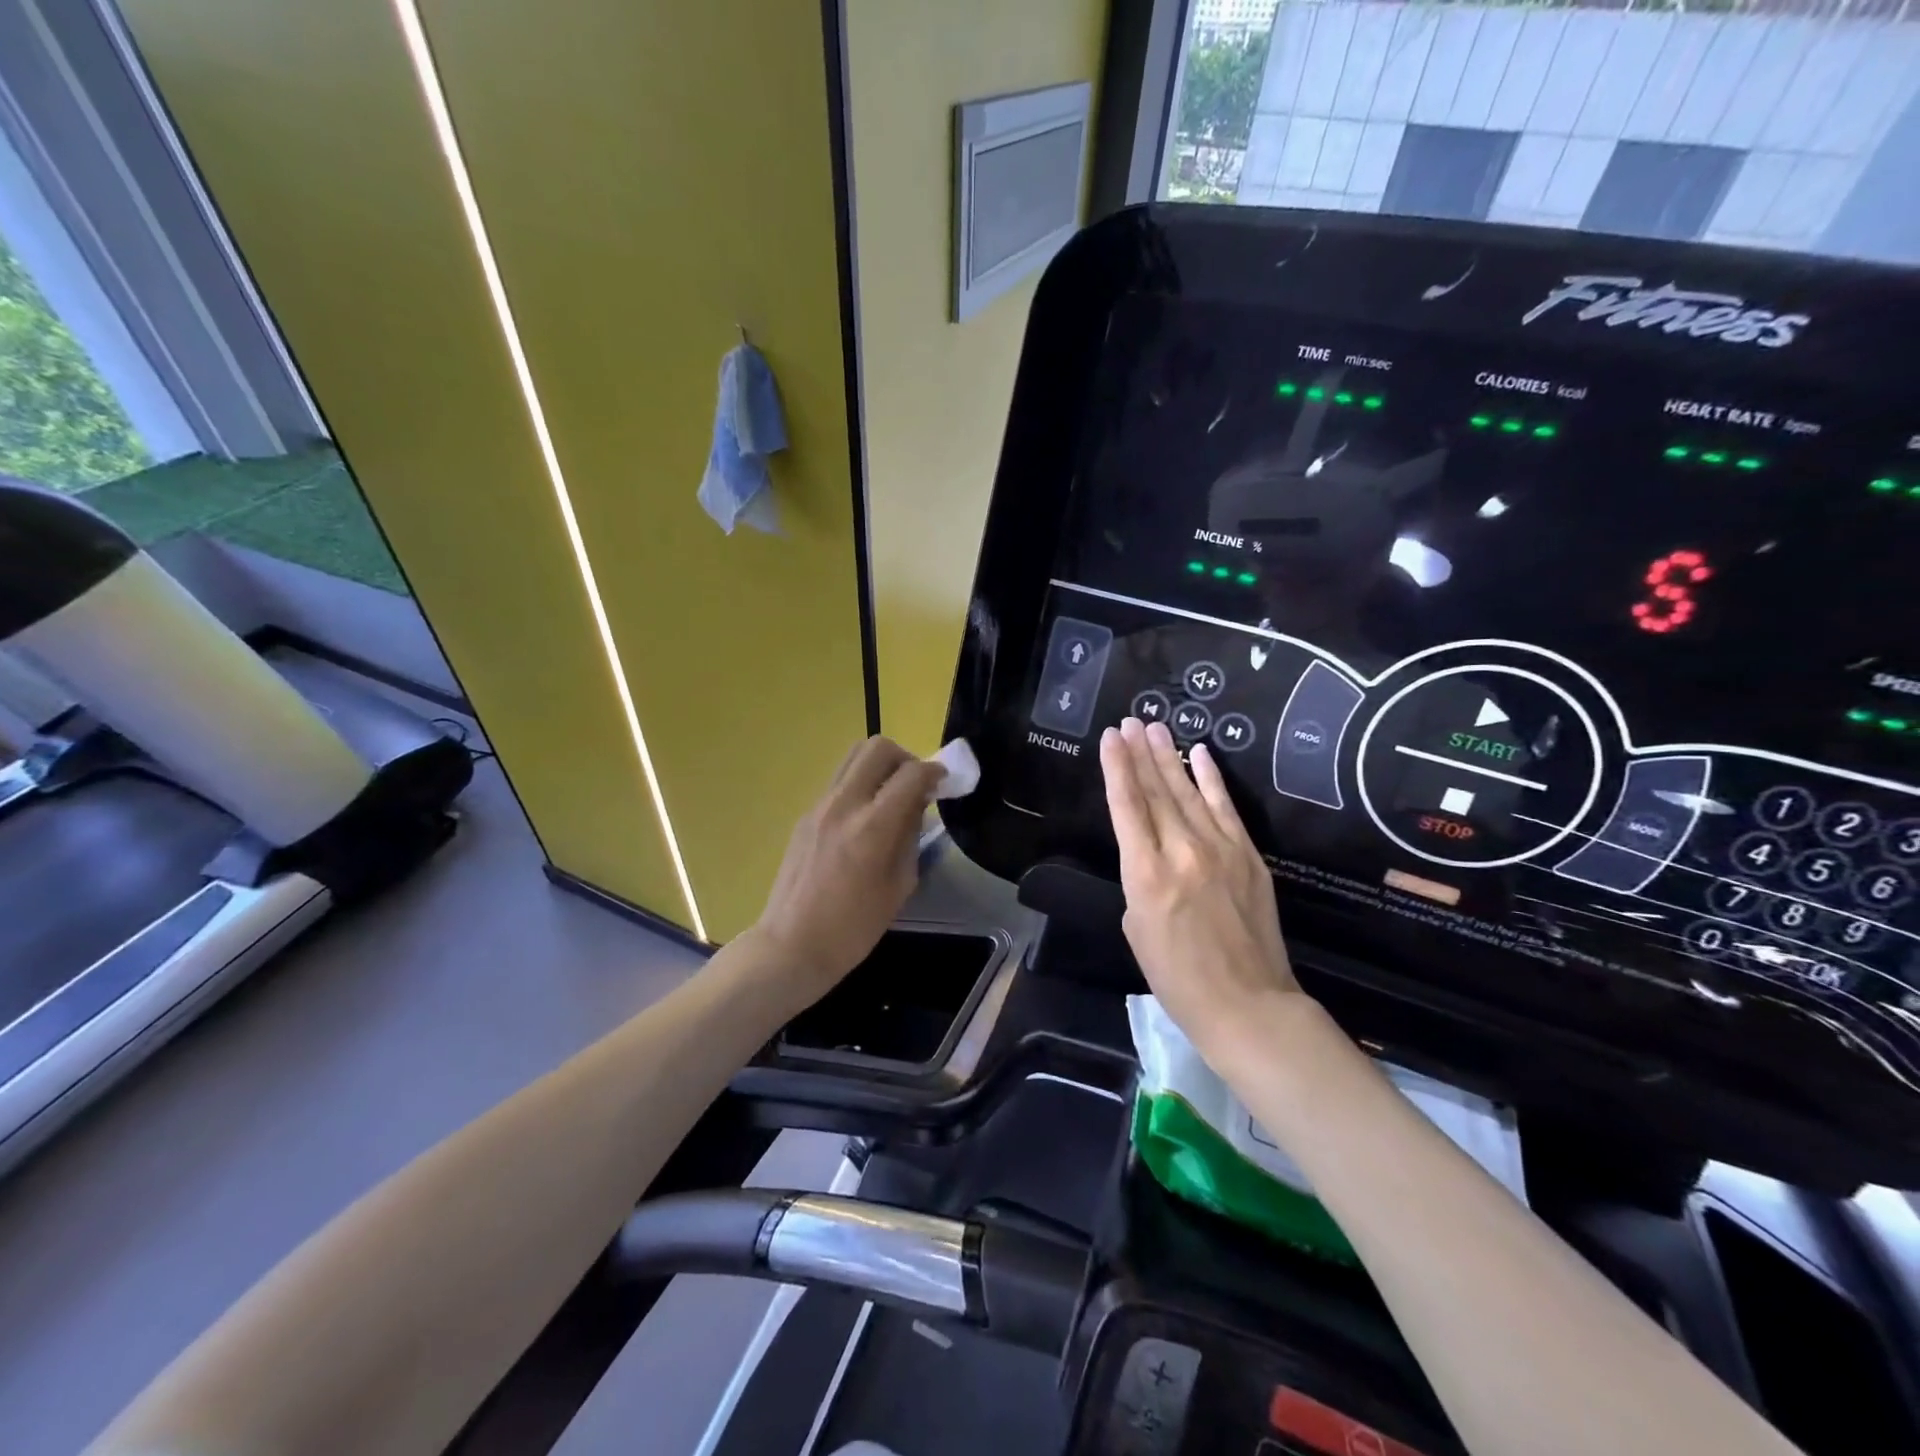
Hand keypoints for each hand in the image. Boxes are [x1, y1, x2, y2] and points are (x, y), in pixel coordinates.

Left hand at [750, 736, 944, 1005]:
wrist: (791, 946)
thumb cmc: (853, 929)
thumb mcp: (899, 886)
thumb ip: (911, 837)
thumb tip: (917, 805)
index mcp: (872, 827)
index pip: (911, 774)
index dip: (934, 771)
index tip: (943, 782)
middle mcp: (843, 804)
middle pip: (877, 748)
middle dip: (905, 758)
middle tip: (915, 784)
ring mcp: (819, 806)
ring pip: (853, 757)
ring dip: (880, 766)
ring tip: (891, 796)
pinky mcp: (805, 815)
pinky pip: (839, 781)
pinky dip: (860, 785)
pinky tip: (867, 817)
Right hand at [1100, 717, 1302, 1072]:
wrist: (1247, 1003)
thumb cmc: (1177, 977)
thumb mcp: (1136, 927)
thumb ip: (1139, 879)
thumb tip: (1148, 854)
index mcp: (1146, 873)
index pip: (1127, 806)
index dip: (1117, 768)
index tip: (1110, 738)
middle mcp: (1182, 850)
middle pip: (1157, 790)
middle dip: (1140, 753)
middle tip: (1130, 722)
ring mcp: (1220, 849)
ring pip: (1189, 791)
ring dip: (1170, 757)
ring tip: (1155, 728)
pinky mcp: (1248, 855)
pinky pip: (1226, 807)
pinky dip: (1212, 778)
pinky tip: (1200, 754)